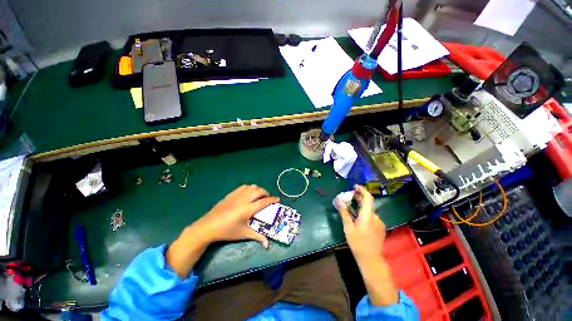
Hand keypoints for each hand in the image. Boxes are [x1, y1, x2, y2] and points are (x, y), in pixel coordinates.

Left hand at [195, 184, 279, 247]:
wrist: (208, 226)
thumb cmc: (227, 231)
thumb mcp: (243, 234)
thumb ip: (257, 237)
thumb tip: (267, 245)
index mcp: (248, 209)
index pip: (264, 201)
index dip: (272, 199)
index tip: (277, 199)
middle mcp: (244, 199)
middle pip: (259, 191)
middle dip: (266, 193)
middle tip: (267, 198)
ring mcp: (237, 195)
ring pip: (251, 187)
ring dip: (258, 189)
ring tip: (258, 195)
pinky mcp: (231, 194)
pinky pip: (243, 187)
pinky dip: (249, 188)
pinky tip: (248, 194)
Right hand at [337, 185, 385, 261]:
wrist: (371, 259)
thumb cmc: (357, 243)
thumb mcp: (348, 227)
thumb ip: (344, 213)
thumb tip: (339, 201)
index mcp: (368, 216)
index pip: (368, 198)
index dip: (362, 190)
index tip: (355, 186)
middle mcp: (375, 217)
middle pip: (368, 203)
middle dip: (359, 197)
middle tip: (349, 195)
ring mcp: (379, 222)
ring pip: (369, 210)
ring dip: (361, 205)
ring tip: (351, 206)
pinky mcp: (380, 227)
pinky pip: (371, 216)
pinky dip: (364, 212)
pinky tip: (358, 217)